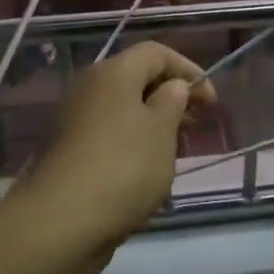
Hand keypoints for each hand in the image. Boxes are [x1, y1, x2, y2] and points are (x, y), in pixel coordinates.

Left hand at [20, 41, 215, 247]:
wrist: (62, 220)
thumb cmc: (124, 167)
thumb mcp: (161, 131)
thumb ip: (173, 101)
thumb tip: (172, 86)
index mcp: (113, 72)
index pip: (156, 52)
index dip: (187, 69)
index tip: (211, 101)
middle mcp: (89, 86)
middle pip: (136, 78)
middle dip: (169, 96)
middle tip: (194, 124)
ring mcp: (75, 118)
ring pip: (122, 108)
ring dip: (151, 122)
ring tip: (174, 149)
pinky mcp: (68, 149)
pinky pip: (108, 132)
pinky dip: (131, 141)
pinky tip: (145, 170)